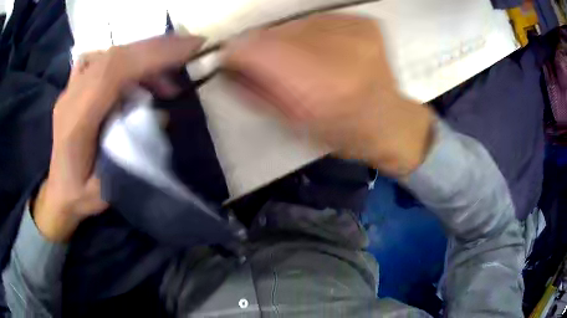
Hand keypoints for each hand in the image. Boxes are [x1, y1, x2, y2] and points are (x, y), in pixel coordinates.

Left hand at [34, 35, 204, 241]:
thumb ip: (132, 152)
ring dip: (143, 57)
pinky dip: (124, 59)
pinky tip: (135, 76)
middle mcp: (70, 98)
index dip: (151, 57)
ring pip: (109, 54)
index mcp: (76, 123)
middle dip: (155, 48)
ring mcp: (70, 89)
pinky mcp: (74, 87)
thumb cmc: (81, 195)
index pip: (113, 73)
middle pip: (113, 56)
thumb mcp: (109, 187)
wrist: (58, 192)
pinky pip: (100, 59)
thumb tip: (160, 115)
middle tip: (189, 49)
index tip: (189, 49)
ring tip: (164, 80)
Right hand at [223, 14, 433, 176]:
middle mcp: (337, 49)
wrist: (388, 120)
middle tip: (274, 64)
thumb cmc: (342, 132)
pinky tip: (326, 51)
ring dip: (289, 39)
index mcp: (318, 85)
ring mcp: (354, 30)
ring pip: (295, 23)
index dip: (237, 52)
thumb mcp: (293, 123)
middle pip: (274, 32)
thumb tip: (229, 64)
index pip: (255, 48)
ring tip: (305, 60)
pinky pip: (319, 20)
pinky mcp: (362, 22)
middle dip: (263, 46)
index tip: (232, 60)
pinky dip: (312, 33)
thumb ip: (255, 92)